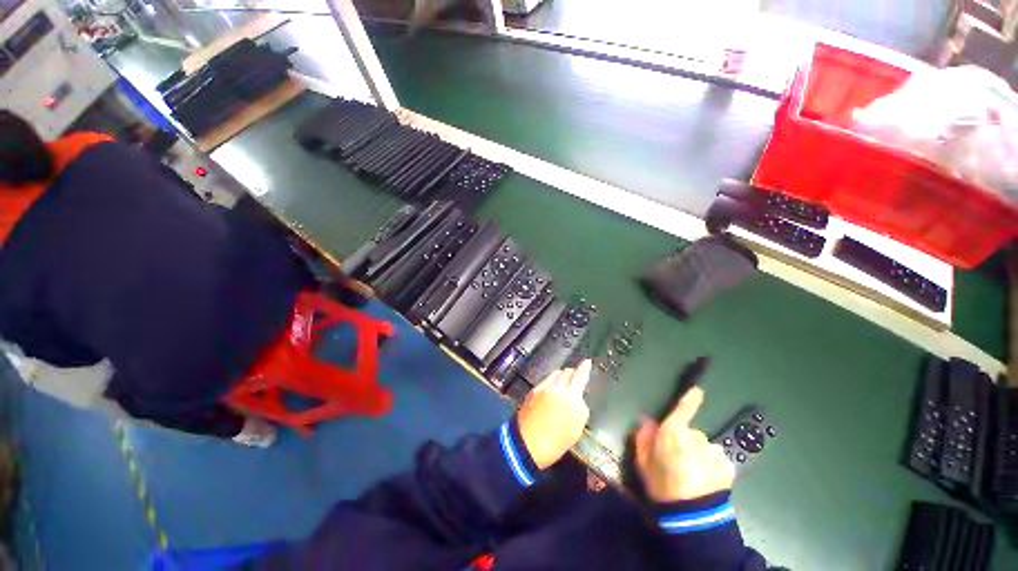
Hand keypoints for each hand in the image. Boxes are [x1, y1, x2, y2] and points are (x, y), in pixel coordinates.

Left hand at [516, 361, 591, 469]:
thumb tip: (579, 396)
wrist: (527, 445)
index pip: (580, 376)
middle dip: (573, 373)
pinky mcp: (533, 390)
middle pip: (566, 371)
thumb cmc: (556, 441)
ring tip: (564, 386)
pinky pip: (546, 380)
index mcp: (570, 397)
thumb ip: (581, 407)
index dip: (585, 368)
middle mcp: (556, 387)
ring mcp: (542, 387)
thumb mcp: (577, 428)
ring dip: (562, 377)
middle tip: (576, 380)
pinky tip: (552, 393)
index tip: (588, 362)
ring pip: (555, 374)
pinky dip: (552, 383)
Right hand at [635, 387, 734, 502]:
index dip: (691, 398)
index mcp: (673, 432)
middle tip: (679, 461)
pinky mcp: (727, 465)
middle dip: (686, 442)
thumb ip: (643, 437)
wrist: (691, 515)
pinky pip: (716, 460)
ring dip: (699, 455)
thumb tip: (647, 421)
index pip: (684, 408)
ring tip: (693, 475)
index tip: (697, 390)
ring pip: (704, 447)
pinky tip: (705, 481)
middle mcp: (696, 436)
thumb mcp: (643, 461)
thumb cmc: (661, 484)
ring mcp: (714, 450)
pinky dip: (712, 466)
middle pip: (691, 432)